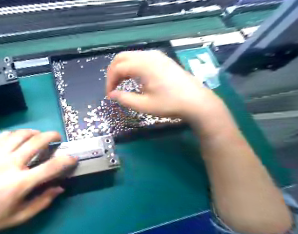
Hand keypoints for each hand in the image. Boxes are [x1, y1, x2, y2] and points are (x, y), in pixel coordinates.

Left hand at [0, 131, 76, 233]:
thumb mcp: (20, 216)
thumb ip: (43, 201)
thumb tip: (59, 187)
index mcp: (19, 183)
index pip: (50, 167)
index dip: (65, 160)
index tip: (72, 157)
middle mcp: (10, 164)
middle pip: (36, 142)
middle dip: (51, 136)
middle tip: (57, 137)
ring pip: (21, 134)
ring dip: (35, 132)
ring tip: (39, 136)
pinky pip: (6, 135)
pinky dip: (18, 134)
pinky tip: (20, 139)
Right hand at [106, 51, 223, 122]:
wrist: (196, 101)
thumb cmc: (169, 104)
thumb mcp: (144, 105)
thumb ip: (124, 99)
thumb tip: (111, 95)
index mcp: (144, 66)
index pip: (118, 68)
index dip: (109, 82)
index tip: (109, 95)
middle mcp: (149, 56)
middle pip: (121, 57)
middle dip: (112, 72)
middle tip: (112, 88)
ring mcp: (156, 56)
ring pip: (129, 56)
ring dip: (121, 69)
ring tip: (120, 85)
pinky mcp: (160, 59)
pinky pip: (139, 58)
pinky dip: (130, 67)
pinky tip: (132, 79)